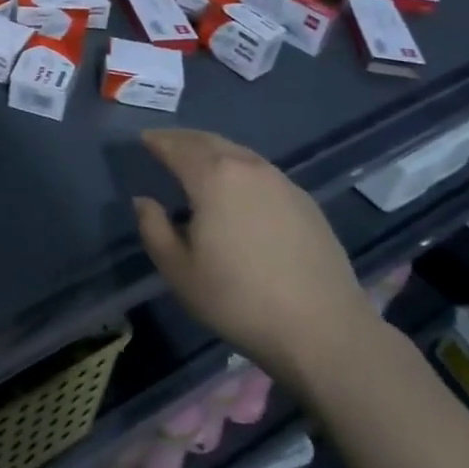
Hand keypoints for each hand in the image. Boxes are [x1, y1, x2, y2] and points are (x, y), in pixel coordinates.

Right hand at [134, 128, 379, 387]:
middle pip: (209, 141)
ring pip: (238, 153)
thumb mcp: (179, 272)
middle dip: (184, 140)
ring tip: (198, 163)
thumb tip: (145, 202)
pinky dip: (239, 168)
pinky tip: (238, 190)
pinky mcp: (305, 201)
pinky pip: (261, 172)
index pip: (177, 147)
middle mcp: (248, 168)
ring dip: (213, 151)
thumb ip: (153, 229)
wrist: (324, 329)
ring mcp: (282, 182)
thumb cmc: (239, 300)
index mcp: (213, 178)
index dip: (158, 140)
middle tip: (166, 144)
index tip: (144, 138)